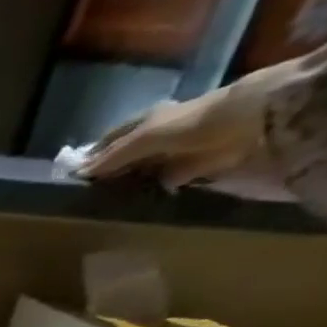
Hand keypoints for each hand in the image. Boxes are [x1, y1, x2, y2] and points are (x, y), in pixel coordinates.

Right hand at [75, 60, 299, 189]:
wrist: (252, 123)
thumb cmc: (193, 123)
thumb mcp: (145, 137)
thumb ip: (114, 156)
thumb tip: (80, 175)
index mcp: (148, 121)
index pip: (113, 138)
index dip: (95, 153)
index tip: (74, 175)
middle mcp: (161, 134)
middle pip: (129, 155)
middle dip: (111, 170)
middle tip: (87, 194)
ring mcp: (179, 153)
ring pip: (146, 170)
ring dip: (131, 184)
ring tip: (108, 204)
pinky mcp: (196, 170)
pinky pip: (166, 183)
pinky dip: (153, 193)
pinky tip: (139, 205)